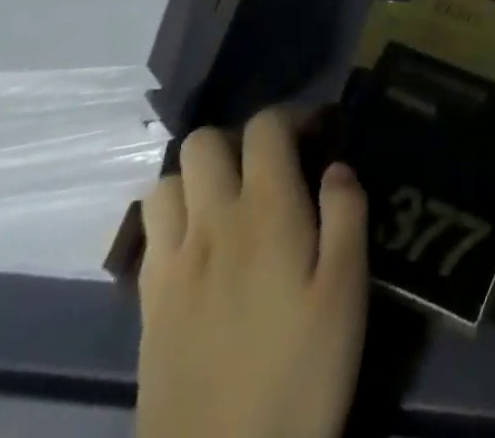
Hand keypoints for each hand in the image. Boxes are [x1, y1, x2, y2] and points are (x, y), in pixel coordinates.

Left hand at [137, 110, 367, 437]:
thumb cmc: (301, 376)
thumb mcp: (347, 292)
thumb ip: (347, 213)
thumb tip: (336, 165)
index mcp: (266, 211)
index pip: (264, 126)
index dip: (291, 117)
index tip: (316, 136)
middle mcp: (211, 223)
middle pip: (203, 141)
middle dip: (238, 140)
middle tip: (270, 170)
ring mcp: (171, 265)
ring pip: (166, 182)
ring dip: (197, 178)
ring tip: (229, 203)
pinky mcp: (147, 306)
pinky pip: (148, 233)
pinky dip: (172, 219)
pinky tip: (199, 247)